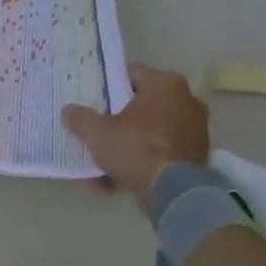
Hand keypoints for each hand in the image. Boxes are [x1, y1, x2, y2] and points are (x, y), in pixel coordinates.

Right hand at [63, 62, 211, 209]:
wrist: (174, 191)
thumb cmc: (135, 147)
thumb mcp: (96, 132)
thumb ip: (80, 118)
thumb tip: (68, 110)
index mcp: (164, 83)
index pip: (130, 74)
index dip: (108, 85)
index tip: (92, 100)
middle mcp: (186, 100)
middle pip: (141, 105)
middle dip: (117, 120)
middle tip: (96, 131)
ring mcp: (195, 129)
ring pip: (150, 133)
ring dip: (126, 146)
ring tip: (100, 164)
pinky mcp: (197, 155)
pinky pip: (161, 153)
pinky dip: (141, 163)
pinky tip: (114, 181)